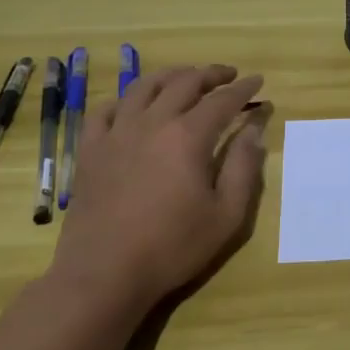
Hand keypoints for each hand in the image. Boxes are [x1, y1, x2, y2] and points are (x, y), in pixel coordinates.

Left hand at [50, 64, 268, 313]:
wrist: (104, 274)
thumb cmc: (173, 247)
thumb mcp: (226, 214)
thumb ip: (244, 167)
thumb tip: (253, 130)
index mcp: (188, 136)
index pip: (222, 100)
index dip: (243, 88)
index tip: (258, 81)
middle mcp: (152, 123)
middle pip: (184, 83)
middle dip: (210, 74)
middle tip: (228, 75)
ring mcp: (116, 134)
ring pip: (144, 87)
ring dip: (170, 75)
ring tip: (185, 76)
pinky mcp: (91, 151)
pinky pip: (105, 110)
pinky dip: (125, 99)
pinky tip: (134, 105)